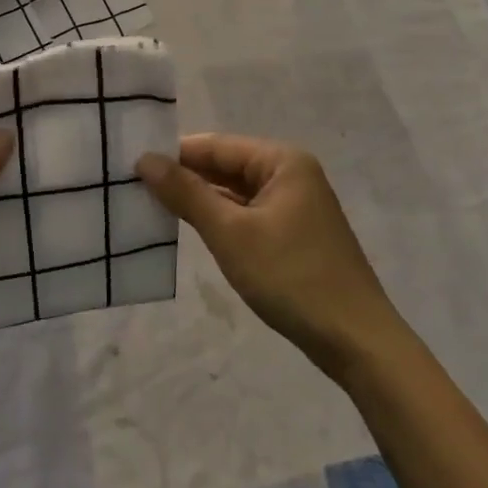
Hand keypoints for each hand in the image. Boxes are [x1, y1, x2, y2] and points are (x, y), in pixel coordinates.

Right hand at [138, 134, 402, 381]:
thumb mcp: (231, 233)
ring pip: (234, 193)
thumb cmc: (291, 277)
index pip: (216, 145)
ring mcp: (295, 207)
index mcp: (282, 162)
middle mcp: (291, 175)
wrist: (356, 341)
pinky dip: (219, 221)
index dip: (174, 153)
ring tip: (151, 206)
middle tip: (133, 186)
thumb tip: (145, 159)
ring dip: (199, 201)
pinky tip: (190, 230)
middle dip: (184, 177)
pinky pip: (247, 216)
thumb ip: (186, 193)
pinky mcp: (293, 235)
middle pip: (226, 166)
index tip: (131, 164)